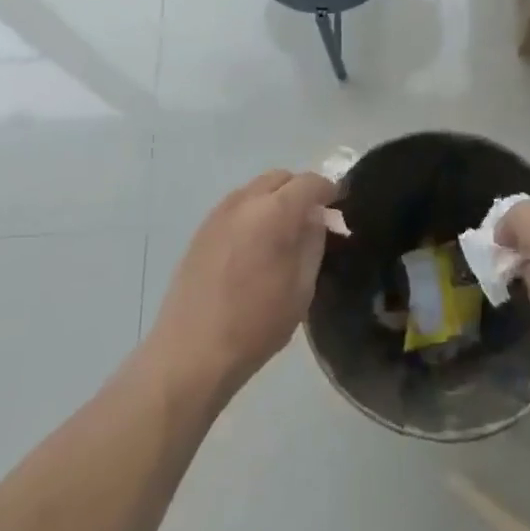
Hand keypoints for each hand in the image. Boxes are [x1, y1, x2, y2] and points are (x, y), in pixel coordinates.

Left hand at [145, 170, 337, 403]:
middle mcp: (244, 202)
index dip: (329, 190)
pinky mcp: (201, 230)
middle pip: (280, 178)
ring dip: (275, 199)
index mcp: (274, 213)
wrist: (191, 352)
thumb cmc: (256, 324)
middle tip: (312, 219)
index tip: (338, 206)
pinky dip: (253, 211)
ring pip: (256, 188)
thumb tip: (316, 218)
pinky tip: (255, 244)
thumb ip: (313, 243)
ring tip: (283, 232)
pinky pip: (236, 206)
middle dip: (300, 190)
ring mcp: (218, 214)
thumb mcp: (301, 289)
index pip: (309, 183)